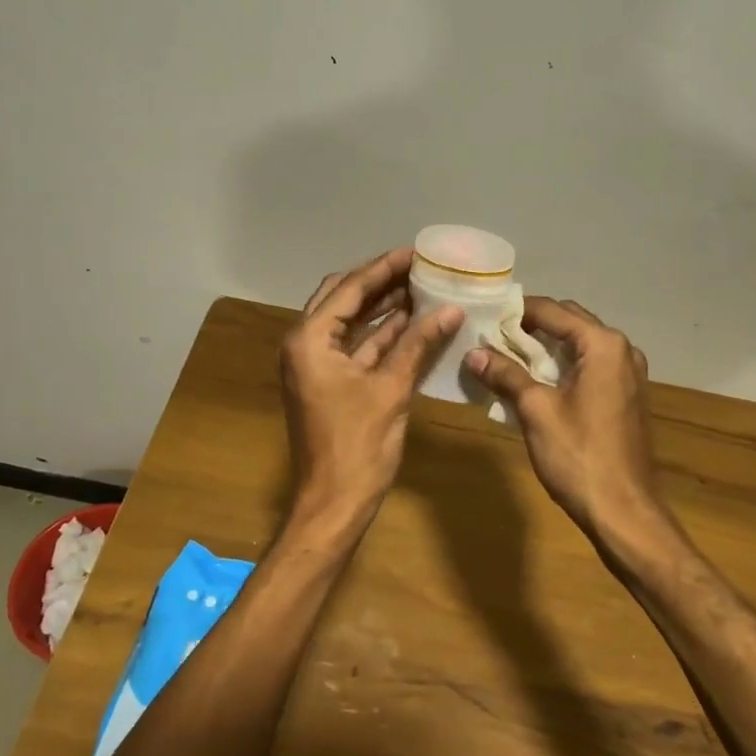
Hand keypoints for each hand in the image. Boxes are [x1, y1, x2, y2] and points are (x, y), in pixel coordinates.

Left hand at [280, 248, 463, 529]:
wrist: (333, 504)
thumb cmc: (358, 446)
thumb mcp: (391, 389)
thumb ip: (418, 344)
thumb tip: (450, 309)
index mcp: (309, 340)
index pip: (349, 289)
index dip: (383, 268)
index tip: (415, 251)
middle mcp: (305, 345)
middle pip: (342, 298)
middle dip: (379, 281)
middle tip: (417, 266)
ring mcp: (315, 365)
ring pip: (349, 323)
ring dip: (382, 307)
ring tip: (421, 287)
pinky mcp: (329, 383)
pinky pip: (356, 348)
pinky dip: (382, 336)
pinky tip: (413, 324)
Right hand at [467, 298, 668, 547]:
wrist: (624, 511)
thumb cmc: (579, 456)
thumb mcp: (535, 410)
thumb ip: (506, 374)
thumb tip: (473, 353)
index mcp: (603, 345)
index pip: (552, 311)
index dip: (516, 311)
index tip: (484, 315)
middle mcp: (622, 350)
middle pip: (569, 322)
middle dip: (531, 327)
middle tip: (492, 336)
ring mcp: (629, 374)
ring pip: (580, 346)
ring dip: (546, 348)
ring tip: (507, 357)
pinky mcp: (627, 396)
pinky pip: (590, 367)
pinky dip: (563, 367)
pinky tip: (536, 383)